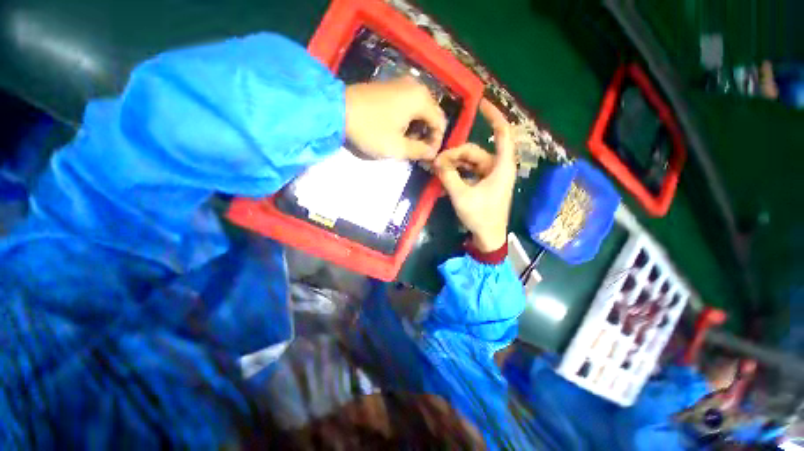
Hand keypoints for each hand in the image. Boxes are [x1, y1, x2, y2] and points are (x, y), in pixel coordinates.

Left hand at [344, 77, 446, 159]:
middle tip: (419, 151)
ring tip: (408, 143)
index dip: (437, 142)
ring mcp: (401, 84)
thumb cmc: (371, 130)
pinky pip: (408, 104)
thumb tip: (432, 153)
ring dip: (418, 128)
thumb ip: (419, 151)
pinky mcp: (390, 87)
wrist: (337, 110)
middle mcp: (415, 87)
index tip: (428, 156)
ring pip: (420, 109)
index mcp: (421, 99)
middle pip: (432, 114)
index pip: (440, 122)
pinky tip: (399, 130)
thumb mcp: (397, 147)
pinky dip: (409, 119)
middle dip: (428, 134)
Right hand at [434, 100, 515, 251]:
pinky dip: (457, 175)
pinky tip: (444, 181)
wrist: (488, 237)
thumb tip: (437, 161)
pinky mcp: (484, 184)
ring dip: (454, 166)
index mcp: (500, 166)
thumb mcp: (462, 196)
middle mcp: (497, 167)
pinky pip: (469, 173)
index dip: (494, 116)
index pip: (502, 133)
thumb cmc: (481, 216)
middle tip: (437, 163)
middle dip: (455, 155)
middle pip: (475, 151)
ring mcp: (490, 176)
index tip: (481, 104)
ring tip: (438, 172)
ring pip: (470, 162)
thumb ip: (448, 176)